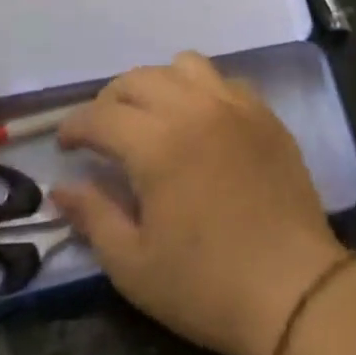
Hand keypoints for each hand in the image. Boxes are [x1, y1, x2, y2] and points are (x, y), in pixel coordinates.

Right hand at [51, 51, 347, 354]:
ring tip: (152, 118)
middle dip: (111, 100)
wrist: (293, 288)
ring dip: (158, 84)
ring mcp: (236, 106)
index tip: (65, 145)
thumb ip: (93, 216)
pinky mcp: (266, 114)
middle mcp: (195, 108)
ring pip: (185, 66)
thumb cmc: (205, 284)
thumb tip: (62, 187)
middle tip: (103, 133)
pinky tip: (200, 122)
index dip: (74, 126)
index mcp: (157, 143)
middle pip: (140, 78)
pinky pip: (224, 81)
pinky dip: (200, 90)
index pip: (101, 114)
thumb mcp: (133, 265)